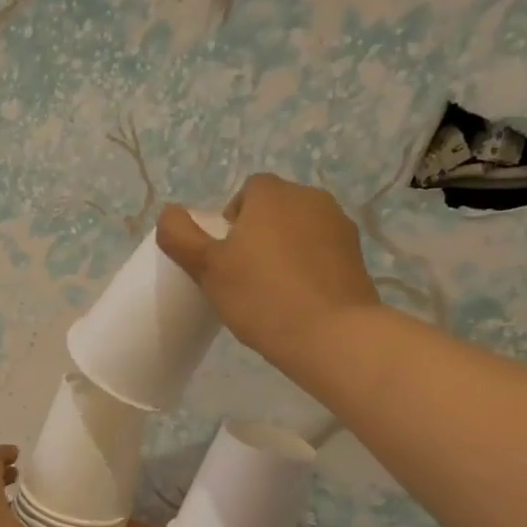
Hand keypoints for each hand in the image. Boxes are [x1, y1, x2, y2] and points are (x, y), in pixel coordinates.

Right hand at [156, 175, 382, 379]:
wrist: (331, 335)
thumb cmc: (261, 297)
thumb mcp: (207, 268)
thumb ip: (180, 236)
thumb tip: (169, 213)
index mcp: (273, 194)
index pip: (248, 191)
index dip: (232, 221)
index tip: (226, 256)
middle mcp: (310, 198)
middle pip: (276, 209)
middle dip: (260, 234)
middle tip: (245, 276)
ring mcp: (339, 226)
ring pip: (301, 231)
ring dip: (286, 251)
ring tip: (274, 292)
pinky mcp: (357, 256)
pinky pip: (323, 254)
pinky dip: (310, 268)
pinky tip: (300, 301)